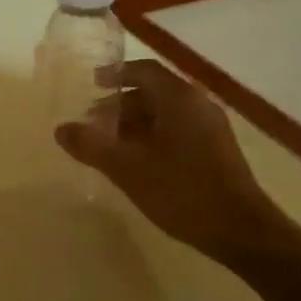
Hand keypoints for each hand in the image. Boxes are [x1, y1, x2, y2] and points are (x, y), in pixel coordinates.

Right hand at [56, 60, 298, 264]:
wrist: (240, 229)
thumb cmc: (181, 191)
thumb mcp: (127, 168)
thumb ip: (92, 145)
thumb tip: (61, 129)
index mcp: (179, 99)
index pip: (144, 71)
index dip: (116, 74)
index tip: (92, 84)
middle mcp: (198, 105)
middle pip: (154, 92)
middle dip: (120, 105)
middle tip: (93, 124)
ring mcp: (210, 128)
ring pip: (165, 113)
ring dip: (135, 123)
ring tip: (110, 146)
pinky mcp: (215, 150)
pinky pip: (177, 130)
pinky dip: (152, 136)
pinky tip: (137, 162)